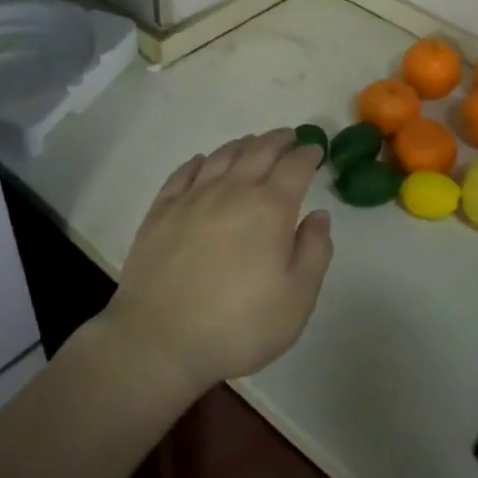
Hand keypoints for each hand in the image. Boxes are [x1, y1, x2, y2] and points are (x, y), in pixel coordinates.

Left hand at [106, 130, 333, 397]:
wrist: (159, 341)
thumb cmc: (238, 325)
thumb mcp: (296, 299)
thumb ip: (314, 252)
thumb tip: (319, 215)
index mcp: (270, 208)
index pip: (295, 166)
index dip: (308, 154)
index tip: (315, 150)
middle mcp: (232, 191)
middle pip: (259, 151)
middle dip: (279, 140)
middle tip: (289, 137)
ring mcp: (192, 198)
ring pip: (221, 156)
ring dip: (242, 145)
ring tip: (252, 143)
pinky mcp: (161, 212)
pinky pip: (182, 174)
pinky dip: (198, 162)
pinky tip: (201, 162)